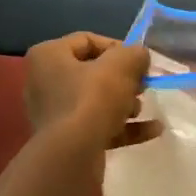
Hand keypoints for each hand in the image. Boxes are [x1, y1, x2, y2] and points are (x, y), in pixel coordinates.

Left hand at [23, 33, 155, 150]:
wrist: (72, 155)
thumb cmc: (92, 99)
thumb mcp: (121, 66)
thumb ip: (134, 54)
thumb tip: (140, 56)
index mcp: (48, 56)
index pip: (87, 40)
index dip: (118, 47)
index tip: (139, 61)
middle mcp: (44, 82)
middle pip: (92, 72)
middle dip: (122, 79)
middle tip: (143, 86)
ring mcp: (53, 114)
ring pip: (95, 101)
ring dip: (124, 104)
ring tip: (141, 109)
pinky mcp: (64, 140)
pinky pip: (97, 126)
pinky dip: (122, 127)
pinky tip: (152, 131)